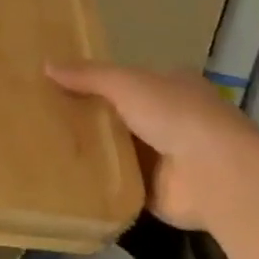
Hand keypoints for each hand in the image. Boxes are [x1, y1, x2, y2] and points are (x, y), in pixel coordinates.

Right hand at [48, 64, 252, 231]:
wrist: (214, 174)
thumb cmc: (173, 113)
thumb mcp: (125, 83)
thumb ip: (87, 76)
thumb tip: (46, 65)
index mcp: (170, 85)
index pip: (129, 80)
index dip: (98, 82)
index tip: (62, 85)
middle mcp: (171, 119)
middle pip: (121, 116)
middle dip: (91, 118)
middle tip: (45, 118)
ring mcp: (166, 159)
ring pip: (120, 151)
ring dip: (94, 152)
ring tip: (45, 148)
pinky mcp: (158, 194)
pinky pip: (120, 185)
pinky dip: (100, 184)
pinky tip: (66, 181)